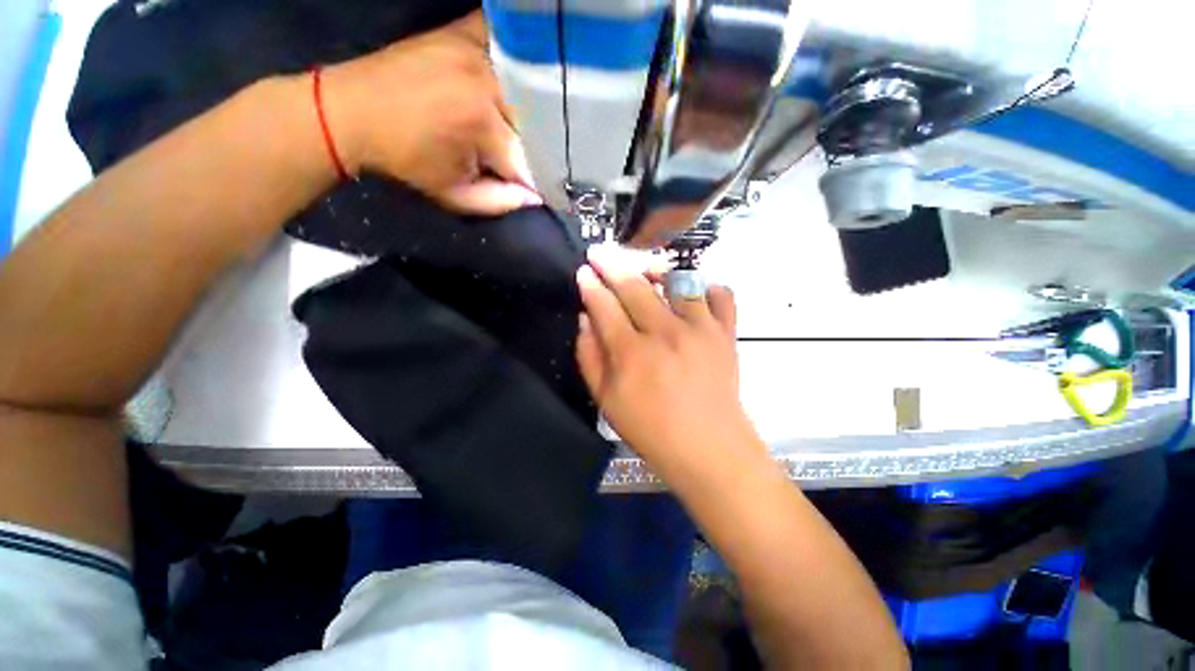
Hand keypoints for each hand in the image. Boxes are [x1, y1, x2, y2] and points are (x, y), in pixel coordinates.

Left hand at [323, 11, 540, 214]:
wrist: (351, 111)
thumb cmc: (405, 160)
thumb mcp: (455, 196)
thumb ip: (500, 202)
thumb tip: (536, 196)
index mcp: (482, 123)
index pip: (528, 156)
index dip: (529, 175)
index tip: (524, 183)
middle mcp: (485, 80)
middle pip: (531, 120)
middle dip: (529, 143)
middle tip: (514, 155)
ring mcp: (475, 49)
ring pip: (524, 88)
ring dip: (527, 110)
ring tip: (514, 125)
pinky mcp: (462, 32)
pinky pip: (505, 44)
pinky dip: (516, 61)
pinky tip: (515, 78)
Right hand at [575, 247, 762, 473]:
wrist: (708, 447)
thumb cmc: (651, 428)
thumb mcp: (606, 400)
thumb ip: (589, 356)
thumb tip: (585, 319)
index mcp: (631, 352)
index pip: (604, 305)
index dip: (591, 285)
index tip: (583, 271)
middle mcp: (665, 332)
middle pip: (635, 286)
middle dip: (612, 264)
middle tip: (600, 251)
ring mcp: (699, 329)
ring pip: (677, 282)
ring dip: (657, 270)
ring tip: (647, 269)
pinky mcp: (725, 334)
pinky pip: (720, 295)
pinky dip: (708, 287)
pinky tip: (695, 292)